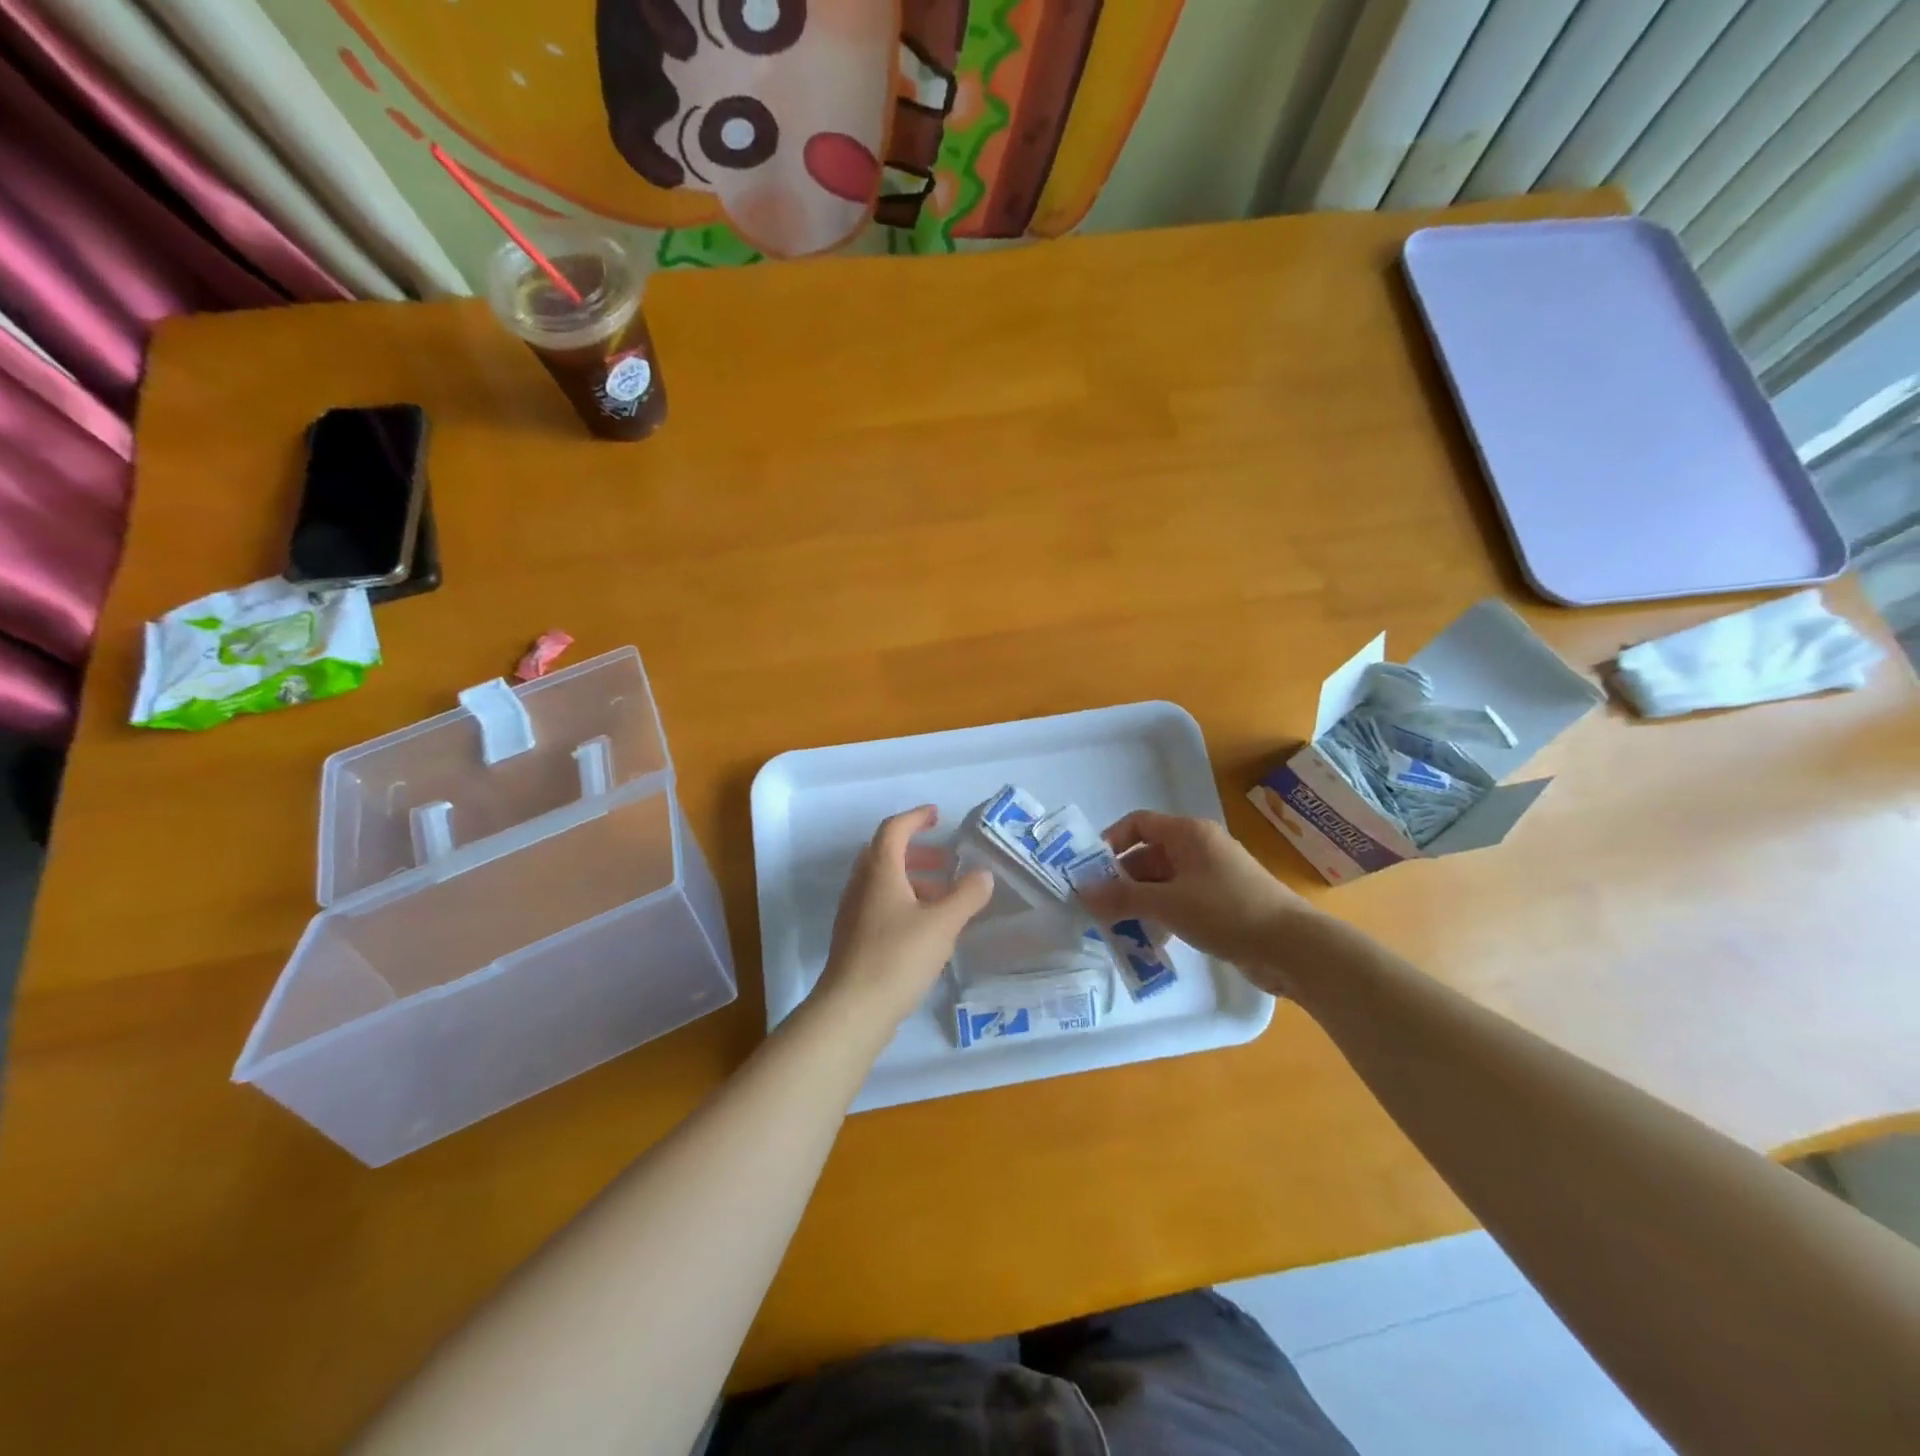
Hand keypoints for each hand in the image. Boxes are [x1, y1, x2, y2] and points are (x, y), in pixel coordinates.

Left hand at [814, 806, 993, 1032]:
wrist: (852, 1010)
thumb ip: (966, 895)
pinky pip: (881, 905)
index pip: (894, 829)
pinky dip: (905, 902)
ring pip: (883, 882)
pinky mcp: (854, 939)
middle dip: (918, 851)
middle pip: (886, 854)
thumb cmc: (897, 957)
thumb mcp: (942, 924)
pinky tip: (927, 927)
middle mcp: (861, 886)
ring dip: (913, 879)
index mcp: (879, 872)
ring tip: (945, 896)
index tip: (938, 816)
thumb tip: (983, 874)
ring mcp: (854, 914)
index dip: (916, 817)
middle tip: (947, 861)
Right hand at [1078, 811, 1311, 981]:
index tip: (1091, 871)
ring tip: (1120, 930)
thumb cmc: (1226, 912)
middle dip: (1122, 881)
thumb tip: (1081, 892)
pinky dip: (1163, 916)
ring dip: (1140, 903)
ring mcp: (1212, 875)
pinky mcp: (1222, 902)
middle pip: (1148, 855)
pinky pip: (1181, 901)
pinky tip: (1152, 942)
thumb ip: (1121, 898)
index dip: (1112, 842)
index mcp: (1188, 834)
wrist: (1291, 947)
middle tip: (1099, 909)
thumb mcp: (1167, 904)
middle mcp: (1199, 847)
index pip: (1139, 824)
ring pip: (1163, 882)